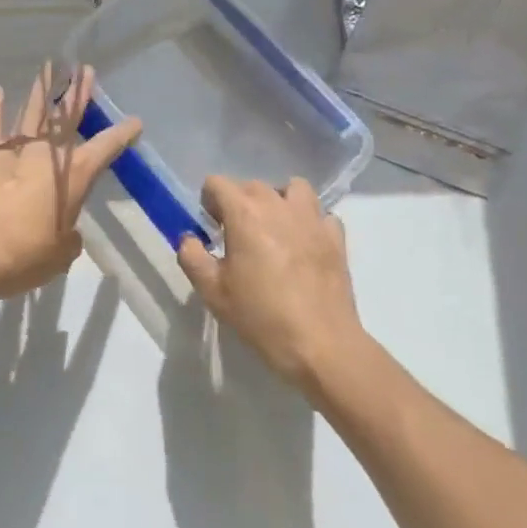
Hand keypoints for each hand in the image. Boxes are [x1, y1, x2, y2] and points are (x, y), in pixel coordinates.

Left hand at [0, 65, 141, 310]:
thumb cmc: (21, 256)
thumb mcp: (60, 255)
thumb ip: (68, 238)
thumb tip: (65, 231)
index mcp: (72, 176)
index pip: (104, 148)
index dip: (121, 134)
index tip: (135, 121)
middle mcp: (45, 154)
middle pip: (66, 117)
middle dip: (77, 94)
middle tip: (85, 70)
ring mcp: (12, 150)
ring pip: (31, 113)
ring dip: (42, 92)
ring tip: (49, 69)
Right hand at [177, 176, 367, 388]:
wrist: (321, 345)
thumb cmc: (261, 316)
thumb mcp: (212, 292)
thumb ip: (192, 257)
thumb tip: (190, 238)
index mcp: (244, 213)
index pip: (217, 183)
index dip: (209, 201)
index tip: (212, 227)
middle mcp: (278, 205)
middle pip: (252, 185)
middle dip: (240, 202)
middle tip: (238, 236)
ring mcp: (312, 219)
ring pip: (293, 188)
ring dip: (280, 200)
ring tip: (275, 228)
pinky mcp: (336, 238)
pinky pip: (322, 215)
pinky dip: (312, 222)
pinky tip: (305, 244)